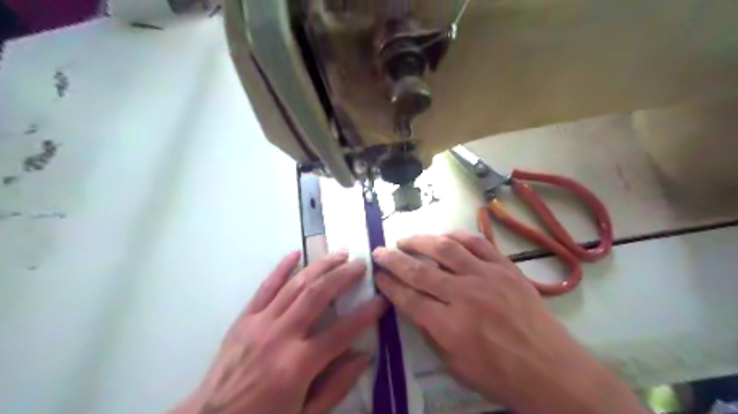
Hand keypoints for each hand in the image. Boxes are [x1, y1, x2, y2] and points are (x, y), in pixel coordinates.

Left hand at [172, 250, 387, 411]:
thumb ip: (336, 385)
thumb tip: (364, 356)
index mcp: (299, 364)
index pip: (343, 331)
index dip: (366, 313)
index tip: (382, 299)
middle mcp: (281, 336)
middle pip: (318, 295)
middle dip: (343, 275)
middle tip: (361, 263)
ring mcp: (260, 323)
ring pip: (295, 285)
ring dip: (320, 266)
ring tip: (339, 253)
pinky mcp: (244, 319)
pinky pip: (265, 287)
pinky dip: (281, 268)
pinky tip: (295, 253)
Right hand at [372, 233, 647, 413]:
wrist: (552, 370)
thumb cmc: (501, 376)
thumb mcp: (455, 365)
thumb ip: (431, 332)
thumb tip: (414, 305)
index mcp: (450, 325)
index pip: (408, 297)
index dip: (389, 284)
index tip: (378, 274)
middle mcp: (465, 295)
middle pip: (419, 270)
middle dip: (394, 259)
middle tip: (379, 251)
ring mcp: (487, 276)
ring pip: (445, 248)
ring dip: (420, 240)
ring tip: (405, 239)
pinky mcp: (505, 268)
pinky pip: (477, 243)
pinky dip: (457, 236)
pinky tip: (444, 236)